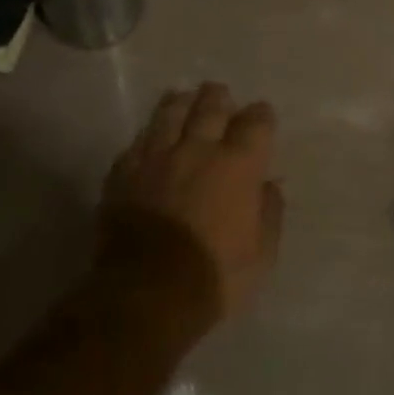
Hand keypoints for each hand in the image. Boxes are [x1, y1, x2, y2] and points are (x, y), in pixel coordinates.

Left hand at [101, 82, 284, 328]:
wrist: (145, 297)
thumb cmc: (213, 279)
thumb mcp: (261, 256)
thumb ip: (269, 213)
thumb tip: (269, 185)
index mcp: (238, 165)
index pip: (256, 121)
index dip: (261, 116)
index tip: (261, 118)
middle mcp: (198, 148)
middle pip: (211, 104)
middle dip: (219, 98)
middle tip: (221, 99)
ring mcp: (157, 156)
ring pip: (171, 111)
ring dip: (183, 103)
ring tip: (185, 102)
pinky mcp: (124, 171)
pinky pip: (139, 140)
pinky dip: (150, 135)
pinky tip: (152, 139)